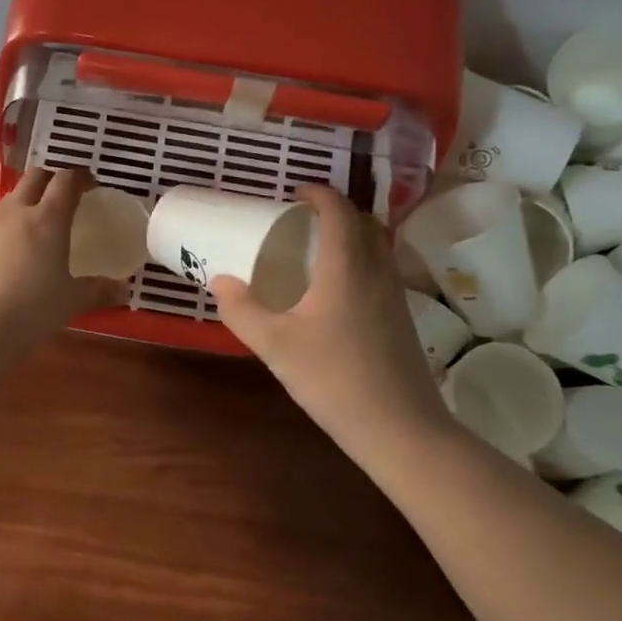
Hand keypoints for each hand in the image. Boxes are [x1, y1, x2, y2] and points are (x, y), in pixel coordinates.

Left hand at [0, 167, 124, 360]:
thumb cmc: (31, 309)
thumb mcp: (72, 301)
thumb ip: (99, 290)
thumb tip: (123, 288)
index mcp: (48, 218)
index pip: (66, 180)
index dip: (80, 177)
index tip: (91, 185)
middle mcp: (17, 213)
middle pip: (35, 176)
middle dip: (53, 178)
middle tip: (67, 196)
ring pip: (13, 196)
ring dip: (30, 198)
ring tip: (43, 222)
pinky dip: (13, 224)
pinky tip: (19, 252)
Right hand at [213, 185, 446, 444]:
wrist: (399, 427)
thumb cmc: (333, 379)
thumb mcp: (275, 345)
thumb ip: (243, 310)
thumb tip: (220, 282)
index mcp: (347, 267)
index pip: (339, 210)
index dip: (318, 193)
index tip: (295, 193)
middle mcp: (377, 271)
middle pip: (363, 223)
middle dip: (335, 212)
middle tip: (302, 221)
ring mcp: (395, 296)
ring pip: (376, 248)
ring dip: (349, 237)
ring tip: (315, 252)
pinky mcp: (401, 319)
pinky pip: (380, 271)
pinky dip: (358, 263)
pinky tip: (335, 294)